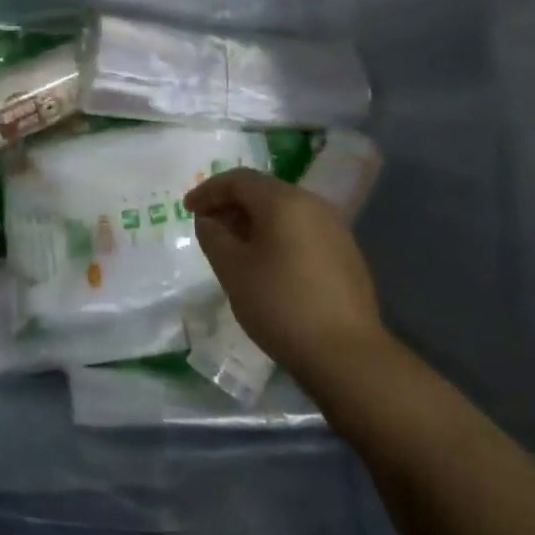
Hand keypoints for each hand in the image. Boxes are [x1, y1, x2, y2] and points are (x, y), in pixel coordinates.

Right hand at [185, 167, 390, 386]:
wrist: (346, 355)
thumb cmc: (280, 304)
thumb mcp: (233, 269)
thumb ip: (213, 236)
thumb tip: (209, 220)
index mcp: (284, 201)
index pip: (238, 180)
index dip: (208, 191)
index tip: (188, 210)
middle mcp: (313, 205)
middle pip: (263, 192)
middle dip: (231, 205)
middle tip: (208, 228)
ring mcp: (335, 229)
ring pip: (284, 212)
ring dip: (254, 222)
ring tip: (234, 248)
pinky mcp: (345, 254)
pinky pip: (302, 232)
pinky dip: (277, 237)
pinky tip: (267, 264)